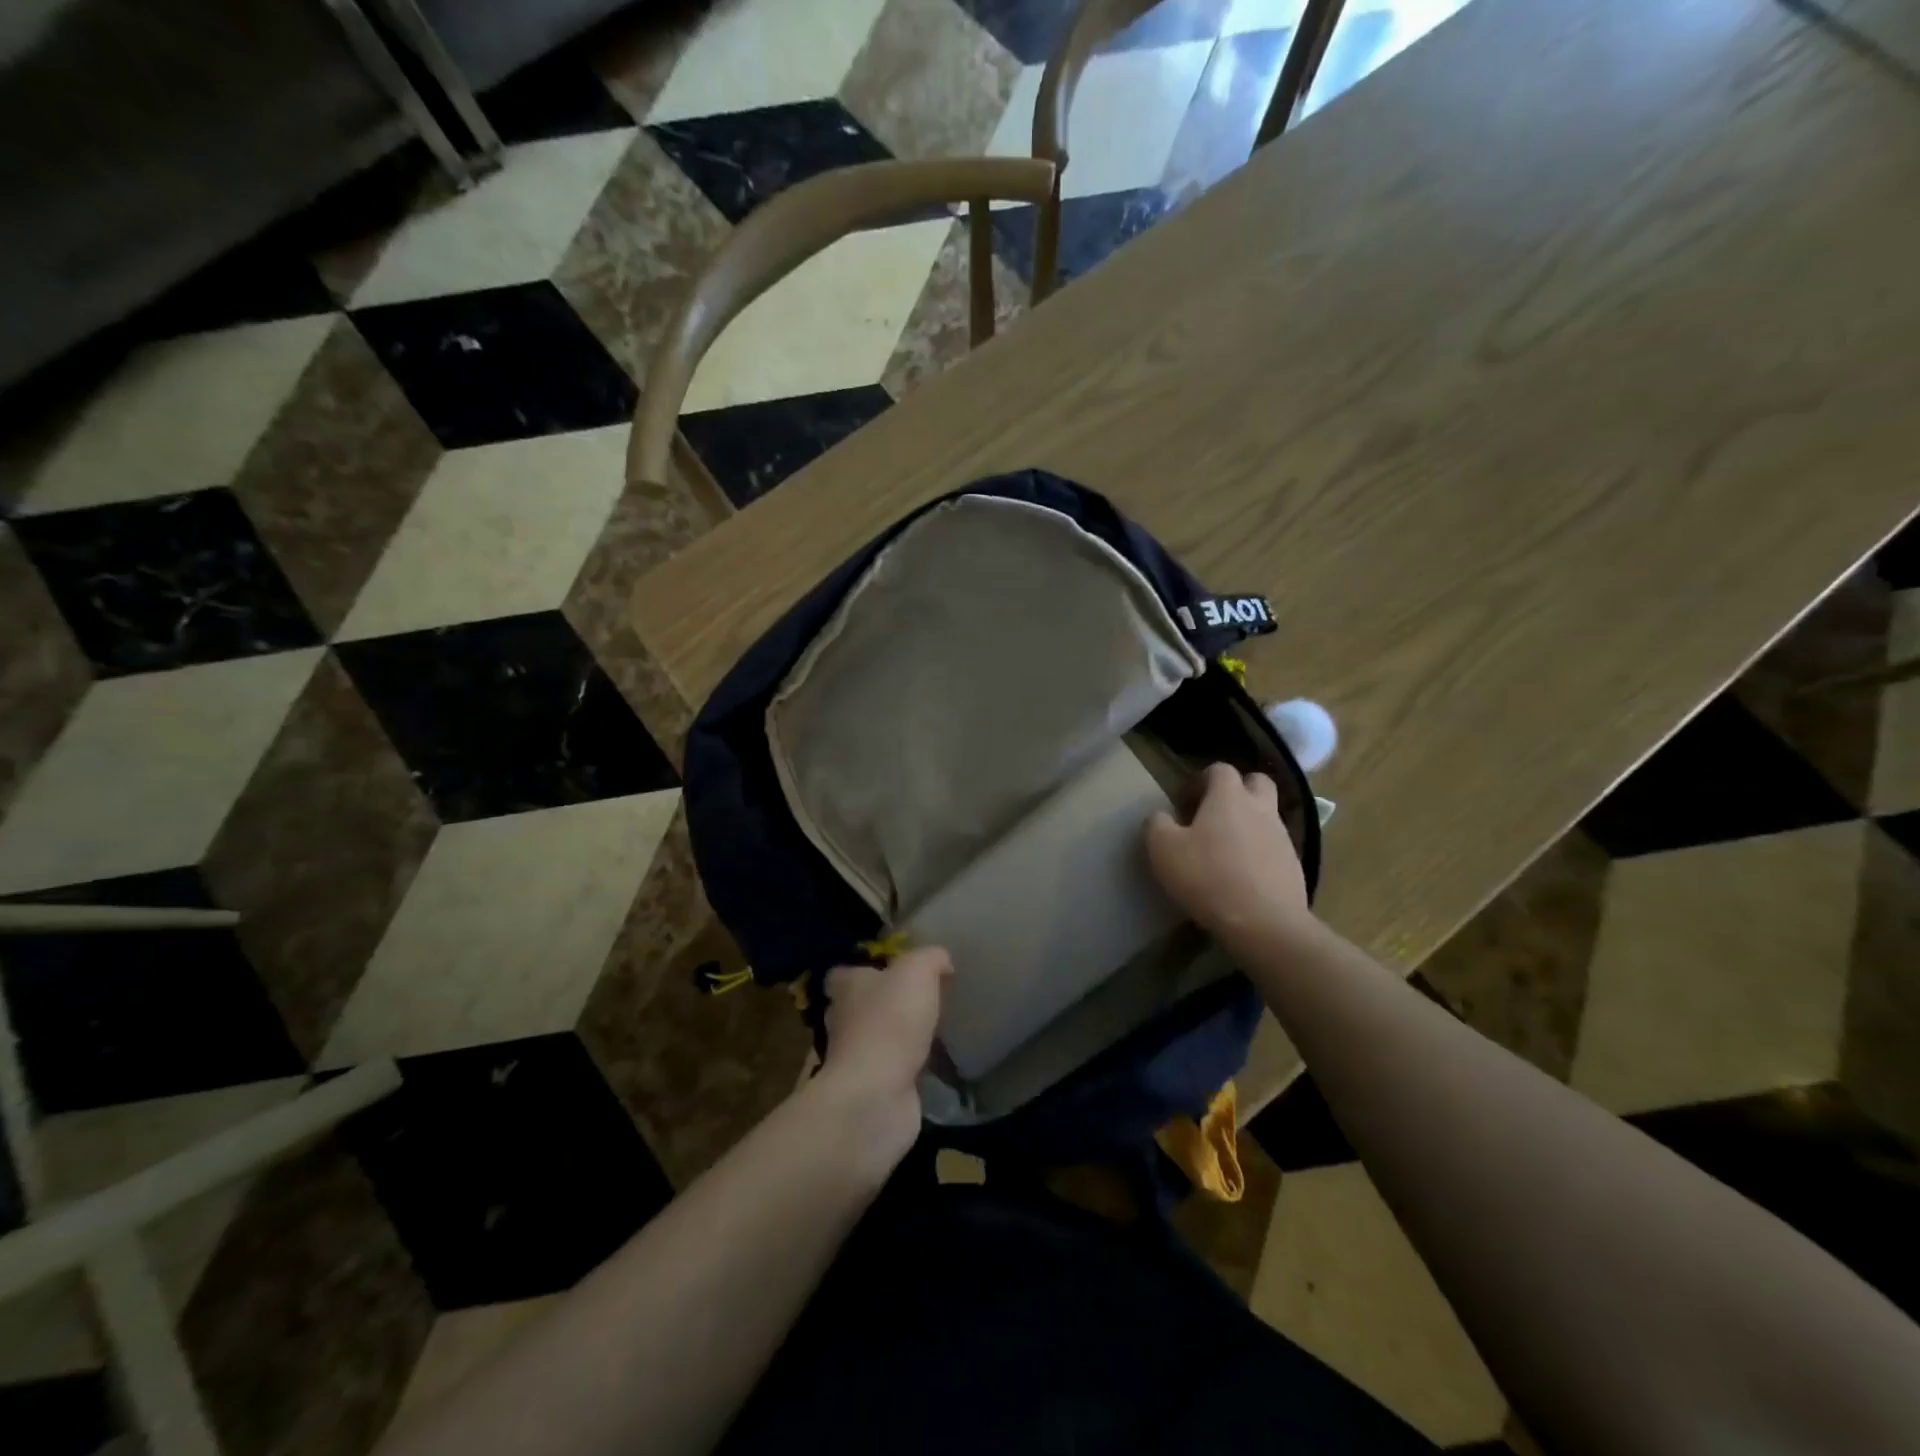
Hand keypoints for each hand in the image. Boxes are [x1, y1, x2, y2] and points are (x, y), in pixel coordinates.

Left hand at [816, 946, 950, 1156]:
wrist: (877, 1096)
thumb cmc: (890, 1022)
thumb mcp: (917, 972)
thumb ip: (930, 959)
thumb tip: (942, 961)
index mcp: (847, 988)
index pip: (845, 973)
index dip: (866, 970)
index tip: (894, 970)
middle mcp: (845, 1020)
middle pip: (861, 1005)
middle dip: (885, 1003)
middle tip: (921, 999)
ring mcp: (857, 1058)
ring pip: (878, 1038)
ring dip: (899, 1036)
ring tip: (933, 1028)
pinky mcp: (874, 1088)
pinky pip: (894, 1069)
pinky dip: (910, 1066)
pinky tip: (936, 1061)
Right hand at [1146, 762, 1311, 944]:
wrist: (1264, 923)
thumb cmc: (1208, 877)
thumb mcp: (1164, 849)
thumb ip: (1157, 825)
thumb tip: (1161, 817)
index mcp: (1229, 797)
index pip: (1220, 769)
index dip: (1201, 780)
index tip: (1185, 803)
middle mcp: (1261, 809)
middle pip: (1257, 782)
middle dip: (1237, 791)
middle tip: (1214, 814)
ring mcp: (1282, 838)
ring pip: (1267, 817)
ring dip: (1248, 824)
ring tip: (1225, 851)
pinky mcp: (1294, 867)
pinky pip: (1274, 848)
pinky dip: (1258, 854)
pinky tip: (1241, 877)